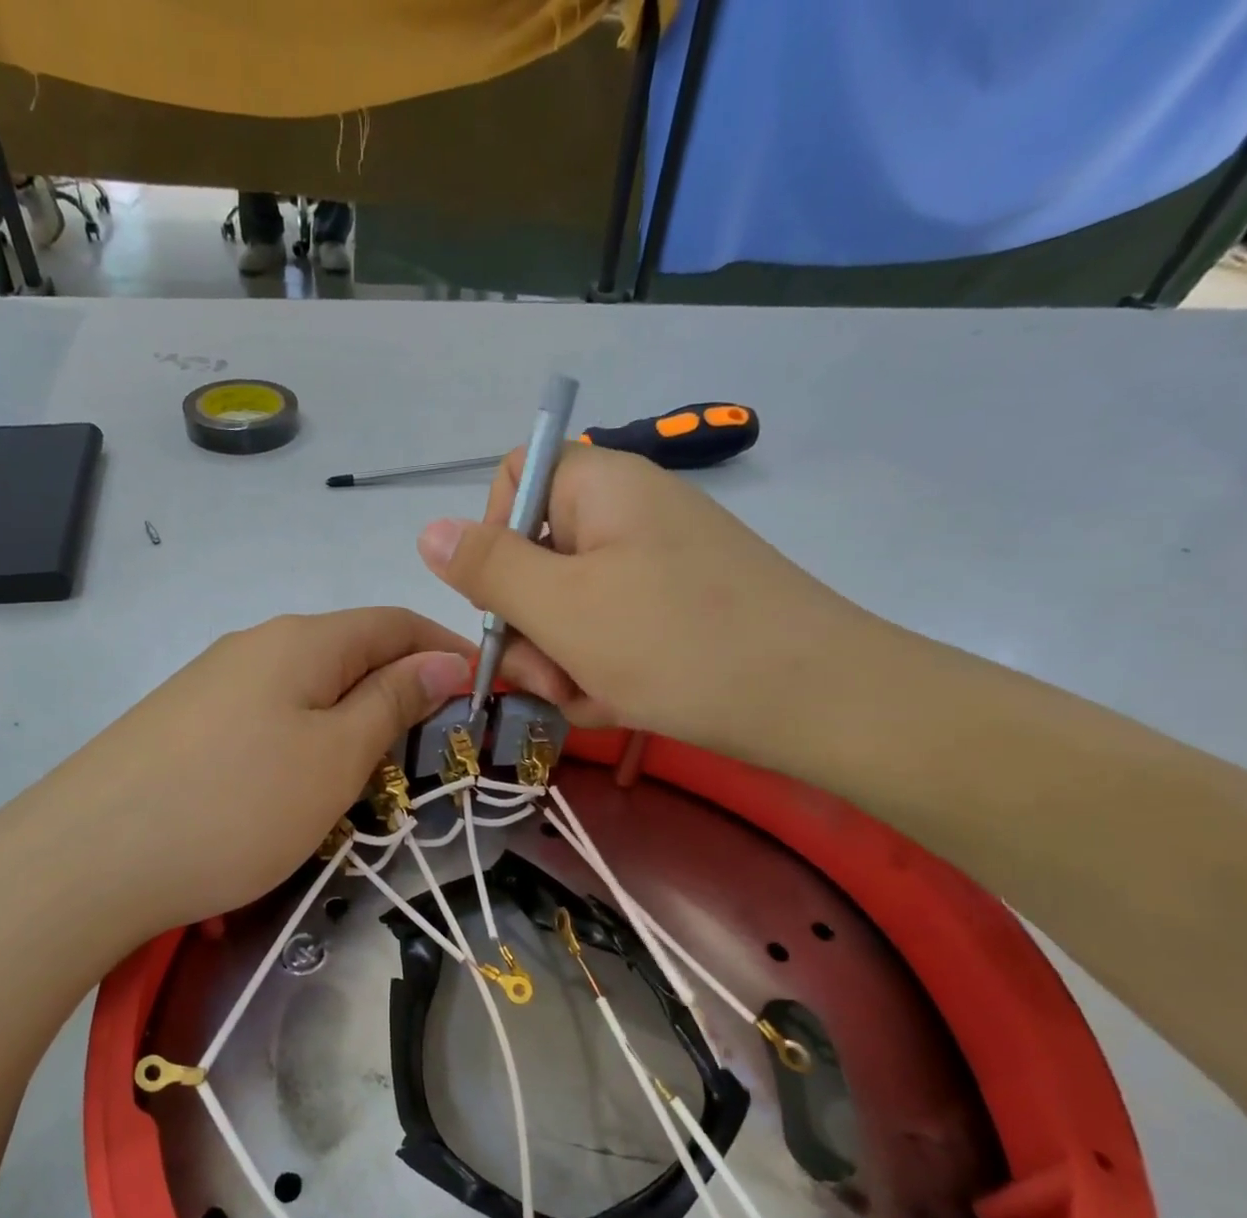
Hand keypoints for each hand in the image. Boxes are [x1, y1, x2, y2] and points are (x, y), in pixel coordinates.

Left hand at [0, 609, 470, 956]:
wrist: (86, 859)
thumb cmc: (235, 806)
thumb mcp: (335, 757)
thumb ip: (392, 702)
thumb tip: (443, 663)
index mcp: (302, 640)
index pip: (395, 623)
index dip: (447, 652)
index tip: (488, 695)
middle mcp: (256, 645)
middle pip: (351, 652)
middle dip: (403, 690)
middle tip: (436, 749)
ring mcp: (212, 683)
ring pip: (308, 688)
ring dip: (354, 719)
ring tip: (376, 775)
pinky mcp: (183, 724)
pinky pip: (268, 717)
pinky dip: (306, 740)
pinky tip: (299, 784)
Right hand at [416, 445, 879, 760]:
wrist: (818, 702)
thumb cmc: (675, 643)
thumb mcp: (562, 608)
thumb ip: (487, 568)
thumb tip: (428, 530)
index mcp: (600, 487)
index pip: (512, 482)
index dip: (491, 540)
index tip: (504, 601)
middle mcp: (628, 515)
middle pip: (537, 557)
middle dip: (531, 628)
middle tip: (552, 676)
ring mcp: (658, 567)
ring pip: (570, 610)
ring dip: (565, 662)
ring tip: (596, 698)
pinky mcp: (679, 613)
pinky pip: (612, 636)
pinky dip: (605, 672)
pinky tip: (622, 705)